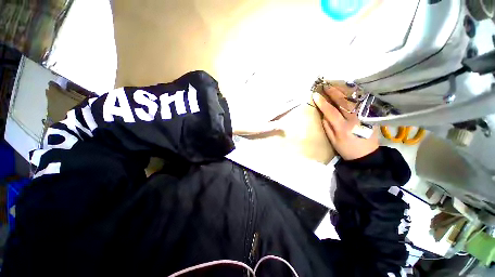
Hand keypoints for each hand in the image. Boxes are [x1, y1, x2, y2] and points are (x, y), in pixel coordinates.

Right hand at [312, 84, 378, 160]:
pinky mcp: (371, 115)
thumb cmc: (346, 149)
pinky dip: (354, 95)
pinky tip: (348, 91)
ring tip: (336, 86)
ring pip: (353, 100)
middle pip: (344, 102)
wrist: (367, 155)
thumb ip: (327, 126)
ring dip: (344, 91)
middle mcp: (355, 119)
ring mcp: (365, 116)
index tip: (315, 95)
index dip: (323, 102)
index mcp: (343, 128)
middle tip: (326, 86)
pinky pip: (361, 102)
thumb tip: (324, 114)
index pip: (331, 111)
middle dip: (333, 93)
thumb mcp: (332, 140)